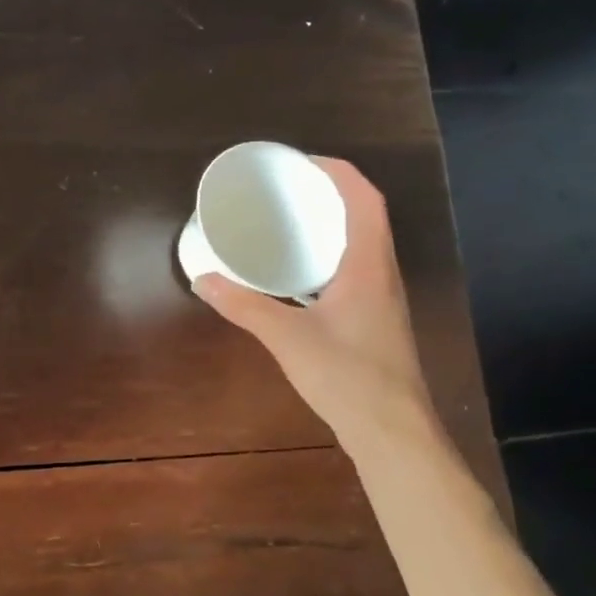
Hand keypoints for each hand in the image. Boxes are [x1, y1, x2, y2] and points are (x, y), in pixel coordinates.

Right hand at [195, 157, 439, 447]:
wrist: (393, 433)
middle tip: (285, 189)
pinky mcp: (374, 320)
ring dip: (330, 225)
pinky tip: (298, 274)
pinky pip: (353, 269)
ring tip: (288, 222)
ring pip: (361, 244)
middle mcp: (382, 274)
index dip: (339, 172)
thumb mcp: (288, 337)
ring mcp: (382, 299)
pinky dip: (328, 255)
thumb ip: (244, 306)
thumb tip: (202, 280)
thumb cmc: (348, 376)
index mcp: (369, 265)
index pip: (366, 199)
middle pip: (365, 216)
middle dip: (329, 193)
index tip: (301, 162)